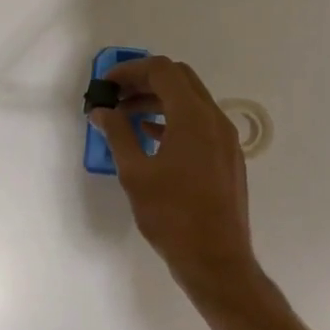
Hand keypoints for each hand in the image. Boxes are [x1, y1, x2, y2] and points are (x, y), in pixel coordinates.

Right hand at [92, 56, 257, 290]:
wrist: (216, 259)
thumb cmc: (172, 216)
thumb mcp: (135, 173)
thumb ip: (118, 134)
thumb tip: (101, 111)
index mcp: (193, 117)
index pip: (162, 71)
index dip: (130, 71)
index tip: (106, 85)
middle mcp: (215, 119)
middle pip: (179, 79)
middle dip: (145, 81)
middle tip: (115, 96)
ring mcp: (225, 138)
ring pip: (191, 101)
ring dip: (159, 100)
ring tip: (126, 115)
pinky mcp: (227, 156)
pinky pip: (200, 123)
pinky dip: (174, 119)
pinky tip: (151, 135)